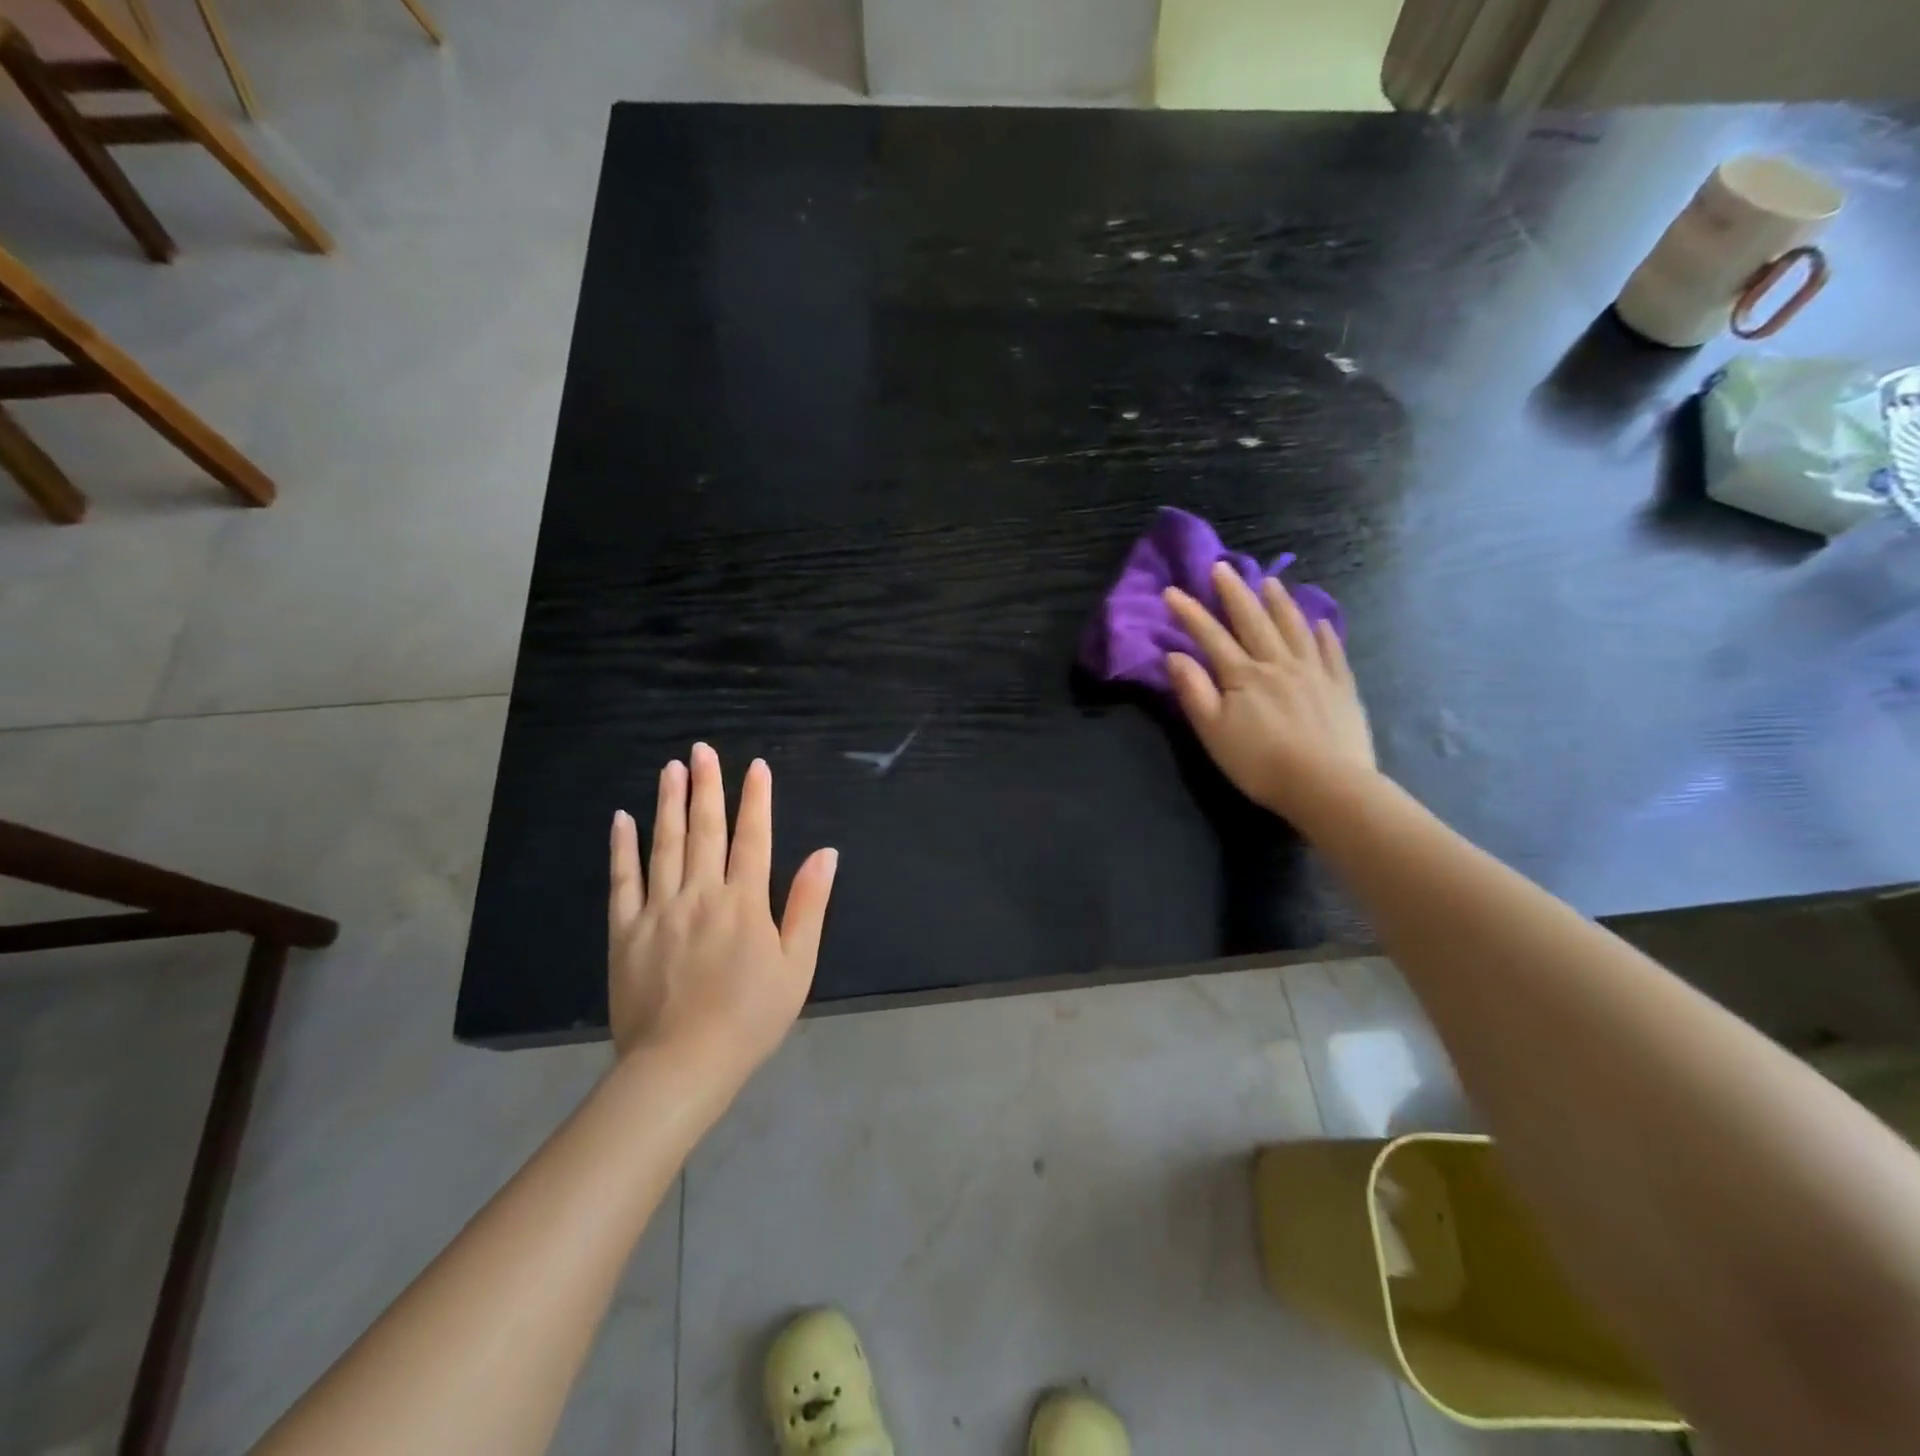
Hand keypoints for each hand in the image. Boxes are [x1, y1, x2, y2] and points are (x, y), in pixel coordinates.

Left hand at [607, 743, 837, 1089]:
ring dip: (669, 804)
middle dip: (707, 786)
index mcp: (744, 902)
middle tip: (702, 750)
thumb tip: (825, 853)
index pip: (753, 837)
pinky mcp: (625, 932)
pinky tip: (622, 819)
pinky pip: (623, 881)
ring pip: (664, 845)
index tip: (755, 766)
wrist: (681, 1065)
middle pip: (705, 830)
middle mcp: (701, 894)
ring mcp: (659, 910)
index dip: (756, 800)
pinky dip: (622, 848)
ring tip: (671, 769)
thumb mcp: (797, 965)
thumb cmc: (750, 1017)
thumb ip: (808, 905)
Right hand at [1163, 562, 1377, 824]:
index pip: (1211, 636)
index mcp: (1243, 675)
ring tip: (1270, 581)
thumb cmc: (1259, 763)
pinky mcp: (1341, 687)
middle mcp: (1278, 663)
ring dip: (1279, 603)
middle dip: (1234, 593)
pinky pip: (1332, 652)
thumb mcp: (1213, 732)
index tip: (1172, 591)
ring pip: (1294, 627)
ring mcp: (1314, 672)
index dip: (1190, 613)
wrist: (1326, 785)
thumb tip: (1175, 655)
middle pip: (1253, 621)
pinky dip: (1325, 634)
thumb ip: (1194, 691)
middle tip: (1222, 567)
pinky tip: (1321, 623)